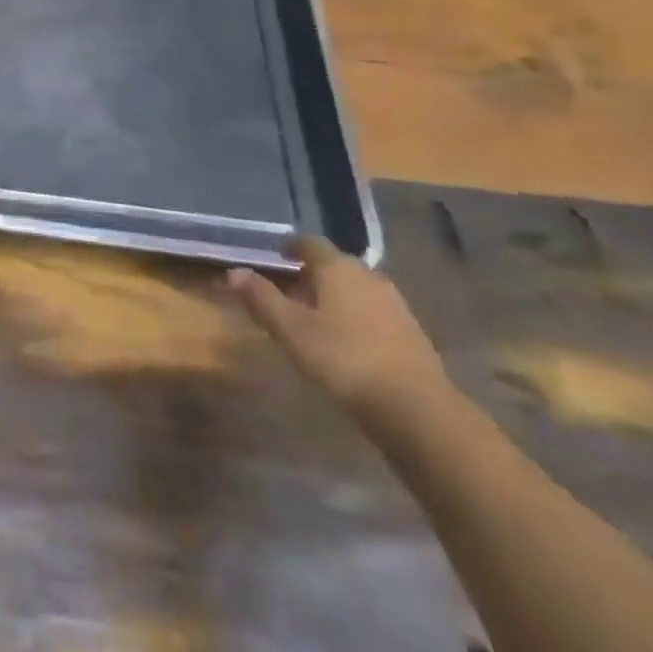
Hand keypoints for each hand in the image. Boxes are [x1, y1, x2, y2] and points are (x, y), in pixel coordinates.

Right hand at [228, 237, 449, 420]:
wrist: (418, 410)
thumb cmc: (344, 360)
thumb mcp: (292, 331)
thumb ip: (262, 299)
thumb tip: (234, 272)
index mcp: (337, 267)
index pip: (309, 242)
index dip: (291, 247)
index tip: (277, 257)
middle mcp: (368, 275)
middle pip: (335, 264)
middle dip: (312, 274)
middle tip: (291, 292)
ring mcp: (395, 303)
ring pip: (356, 289)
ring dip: (336, 297)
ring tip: (317, 319)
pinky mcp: (412, 332)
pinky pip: (375, 312)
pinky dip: (357, 317)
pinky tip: (348, 342)